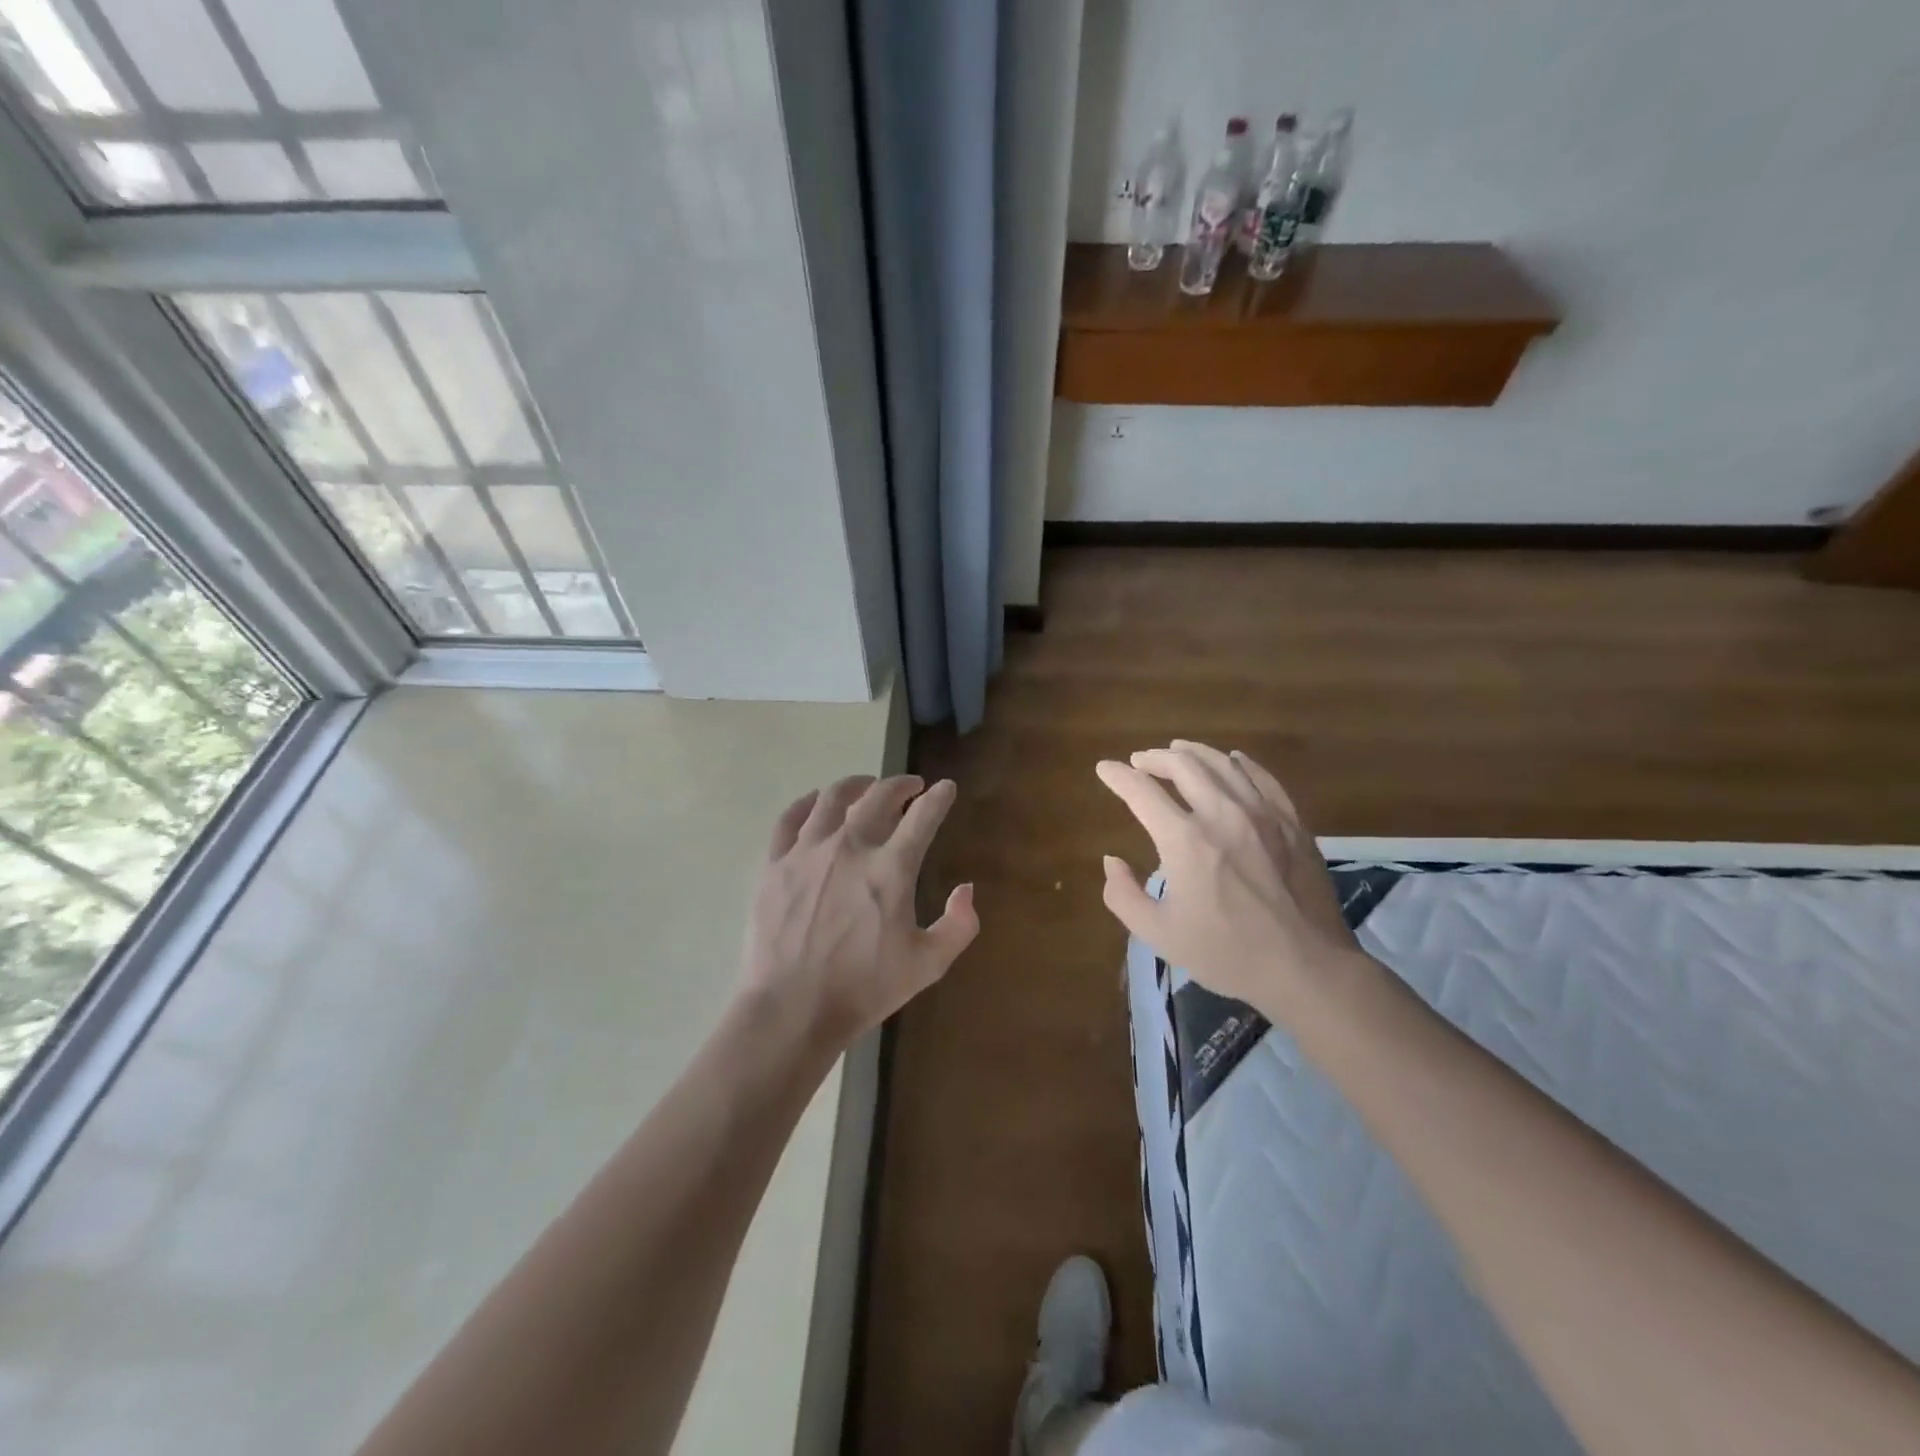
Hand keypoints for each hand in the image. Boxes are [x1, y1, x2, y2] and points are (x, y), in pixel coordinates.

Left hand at [742, 774, 977, 1049]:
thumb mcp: (928, 965)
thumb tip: (966, 889)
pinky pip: (790, 819)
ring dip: (856, 786)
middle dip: (900, 785)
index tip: (946, 788)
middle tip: (911, 787)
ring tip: (866, 787)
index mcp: (891, 869)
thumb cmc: (864, 989)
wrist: (791, 1010)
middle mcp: (850, 847)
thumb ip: (958, 926)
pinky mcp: (774, 864)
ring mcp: (807, 852)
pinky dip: (807, 803)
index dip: (939, 798)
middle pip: (878, 797)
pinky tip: (816, 802)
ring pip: (832, 798)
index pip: (923, 817)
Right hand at [1096, 741, 1365, 1023]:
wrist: (1308, 968)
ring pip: (1223, 764)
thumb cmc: (1228, 954)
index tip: (1105, 769)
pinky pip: (1263, 778)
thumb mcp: (1159, 934)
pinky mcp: (1292, 823)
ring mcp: (1262, 814)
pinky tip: (1233, 761)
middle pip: (1183, 765)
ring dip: (1193, 753)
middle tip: (1140, 761)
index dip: (1118, 776)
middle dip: (1154, 758)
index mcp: (1185, 840)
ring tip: (1178, 751)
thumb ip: (1123, 895)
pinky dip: (1240, 764)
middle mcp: (1222, 814)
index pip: (1141, 791)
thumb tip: (1111, 861)